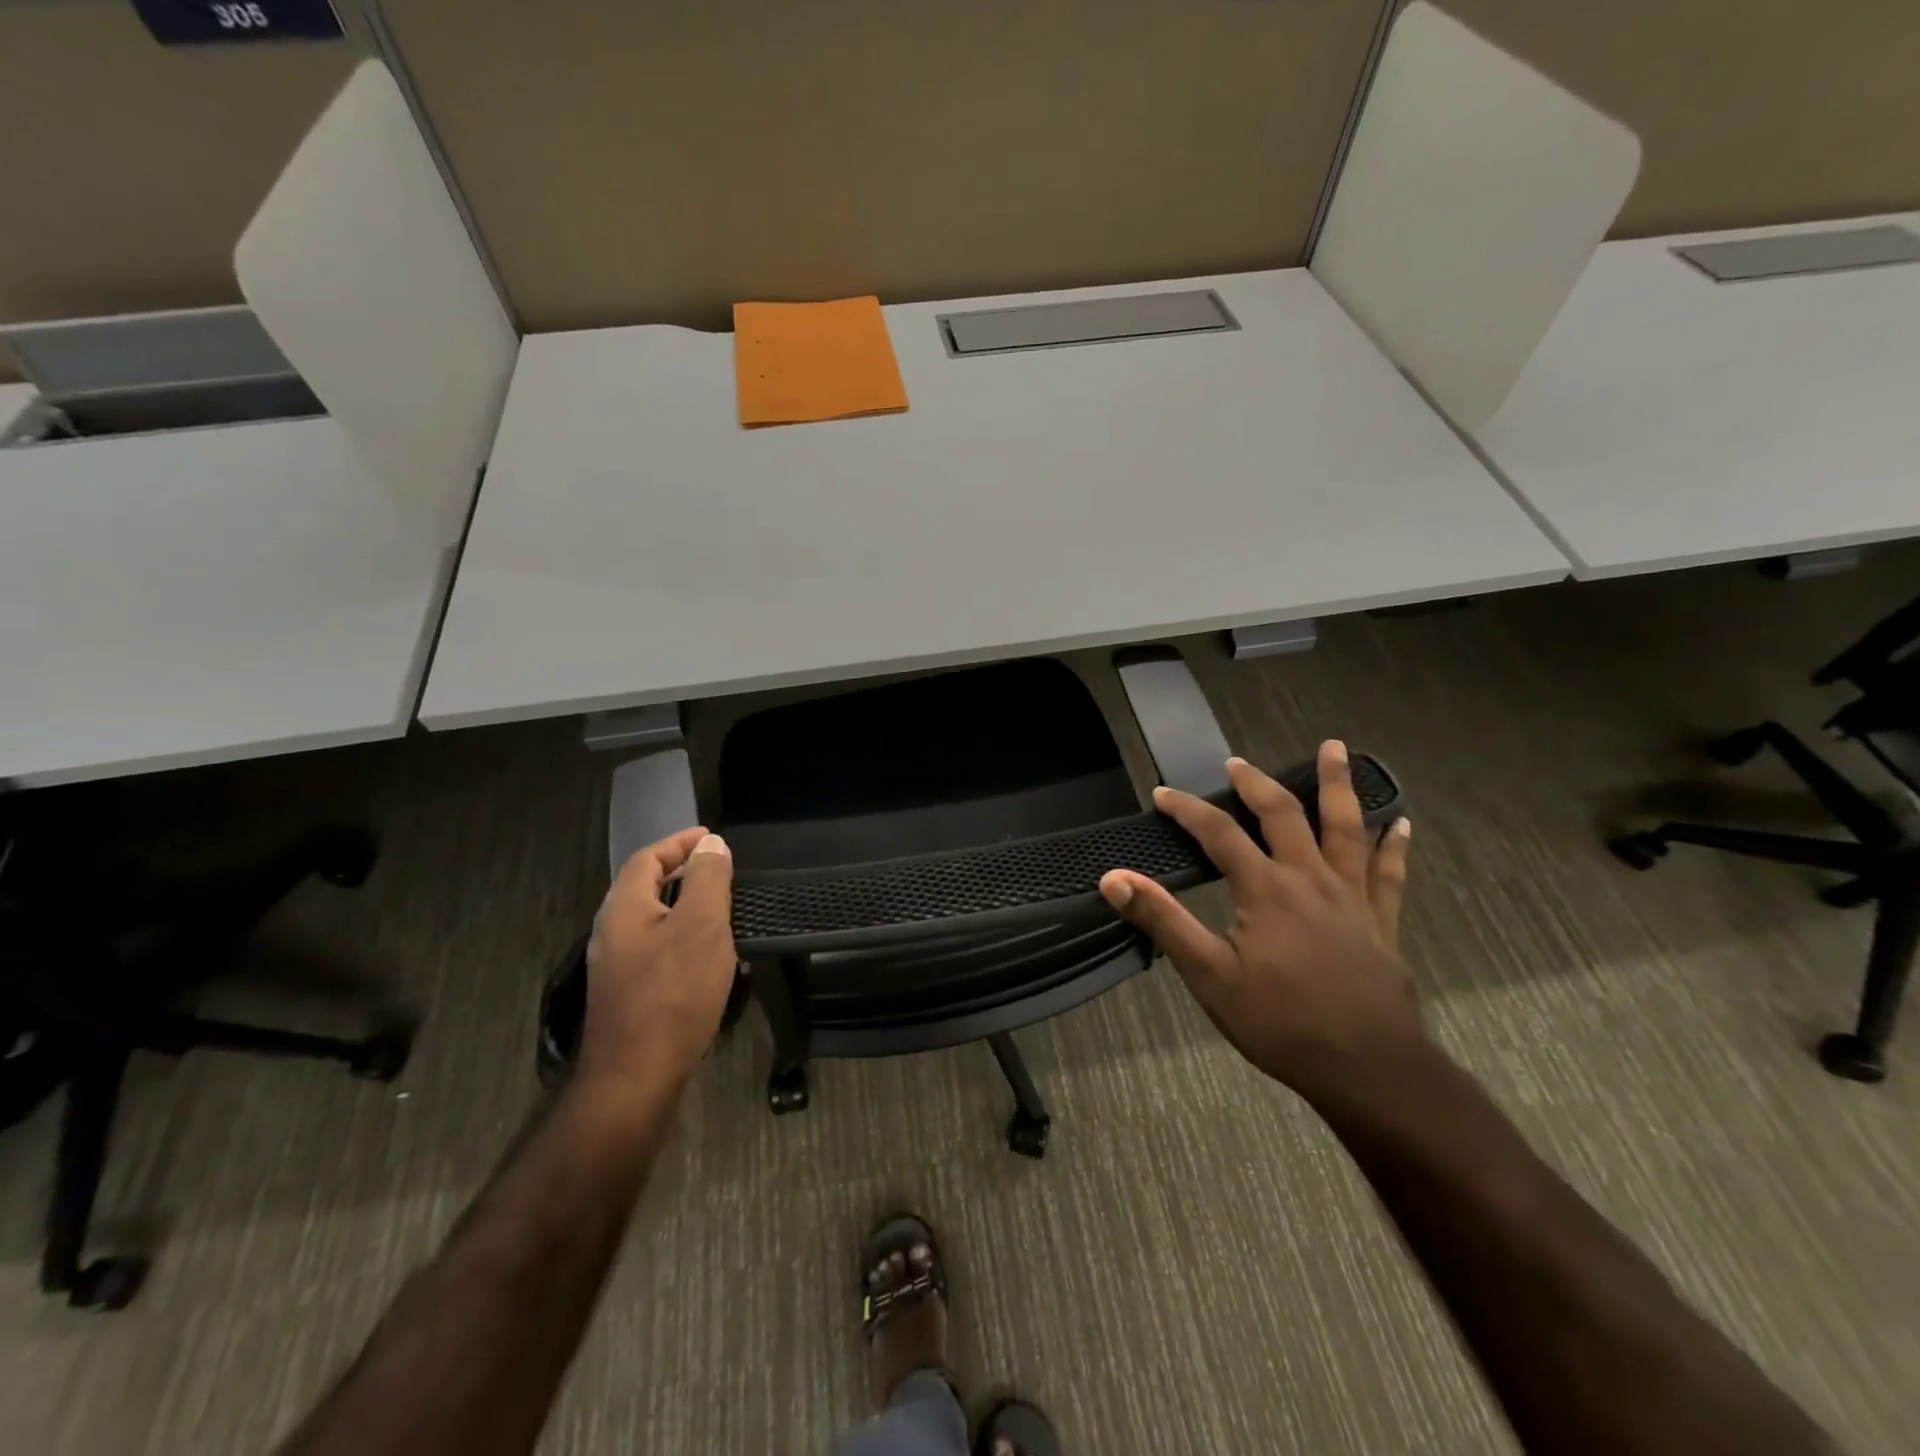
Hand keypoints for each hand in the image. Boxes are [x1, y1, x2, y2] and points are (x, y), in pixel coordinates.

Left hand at [579, 827, 736, 1098]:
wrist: (636, 1077)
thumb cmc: (673, 993)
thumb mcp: (702, 926)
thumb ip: (708, 880)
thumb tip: (711, 844)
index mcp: (624, 908)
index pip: (648, 858)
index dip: (680, 843)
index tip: (713, 838)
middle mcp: (612, 932)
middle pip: (646, 887)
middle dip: (682, 871)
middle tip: (721, 868)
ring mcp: (616, 967)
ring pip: (652, 919)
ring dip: (685, 905)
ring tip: (722, 905)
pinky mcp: (628, 994)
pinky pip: (657, 948)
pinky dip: (683, 936)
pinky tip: (709, 954)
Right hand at [1099, 742, 1420, 1104]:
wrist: (1369, 1068)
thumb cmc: (1281, 1022)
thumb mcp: (1209, 975)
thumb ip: (1163, 921)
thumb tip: (1114, 878)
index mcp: (1265, 889)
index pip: (1218, 832)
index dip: (1187, 809)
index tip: (1162, 794)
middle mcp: (1310, 879)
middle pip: (1284, 815)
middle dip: (1257, 784)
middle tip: (1238, 763)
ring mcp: (1352, 897)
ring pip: (1346, 827)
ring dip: (1338, 786)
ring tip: (1337, 749)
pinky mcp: (1382, 922)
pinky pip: (1389, 874)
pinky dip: (1394, 846)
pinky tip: (1403, 824)